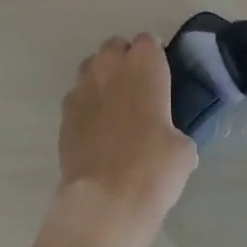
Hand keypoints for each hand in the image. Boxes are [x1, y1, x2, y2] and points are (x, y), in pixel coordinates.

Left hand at [47, 33, 197, 246]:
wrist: (103, 205)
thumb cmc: (152, 169)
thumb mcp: (183, 151)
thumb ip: (175, 131)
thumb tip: (171, 140)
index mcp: (144, 64)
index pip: (149, 41)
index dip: (154, 60)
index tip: (161, 82)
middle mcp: (110, 65)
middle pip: (115, 47)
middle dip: (125, 63)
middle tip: (138, 95)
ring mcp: (82, 87)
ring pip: (92, 68)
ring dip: (103, 81)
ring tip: (114, 112)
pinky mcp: (63, 114)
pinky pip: (78, 98)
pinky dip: (87, 108)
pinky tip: (96, 134)